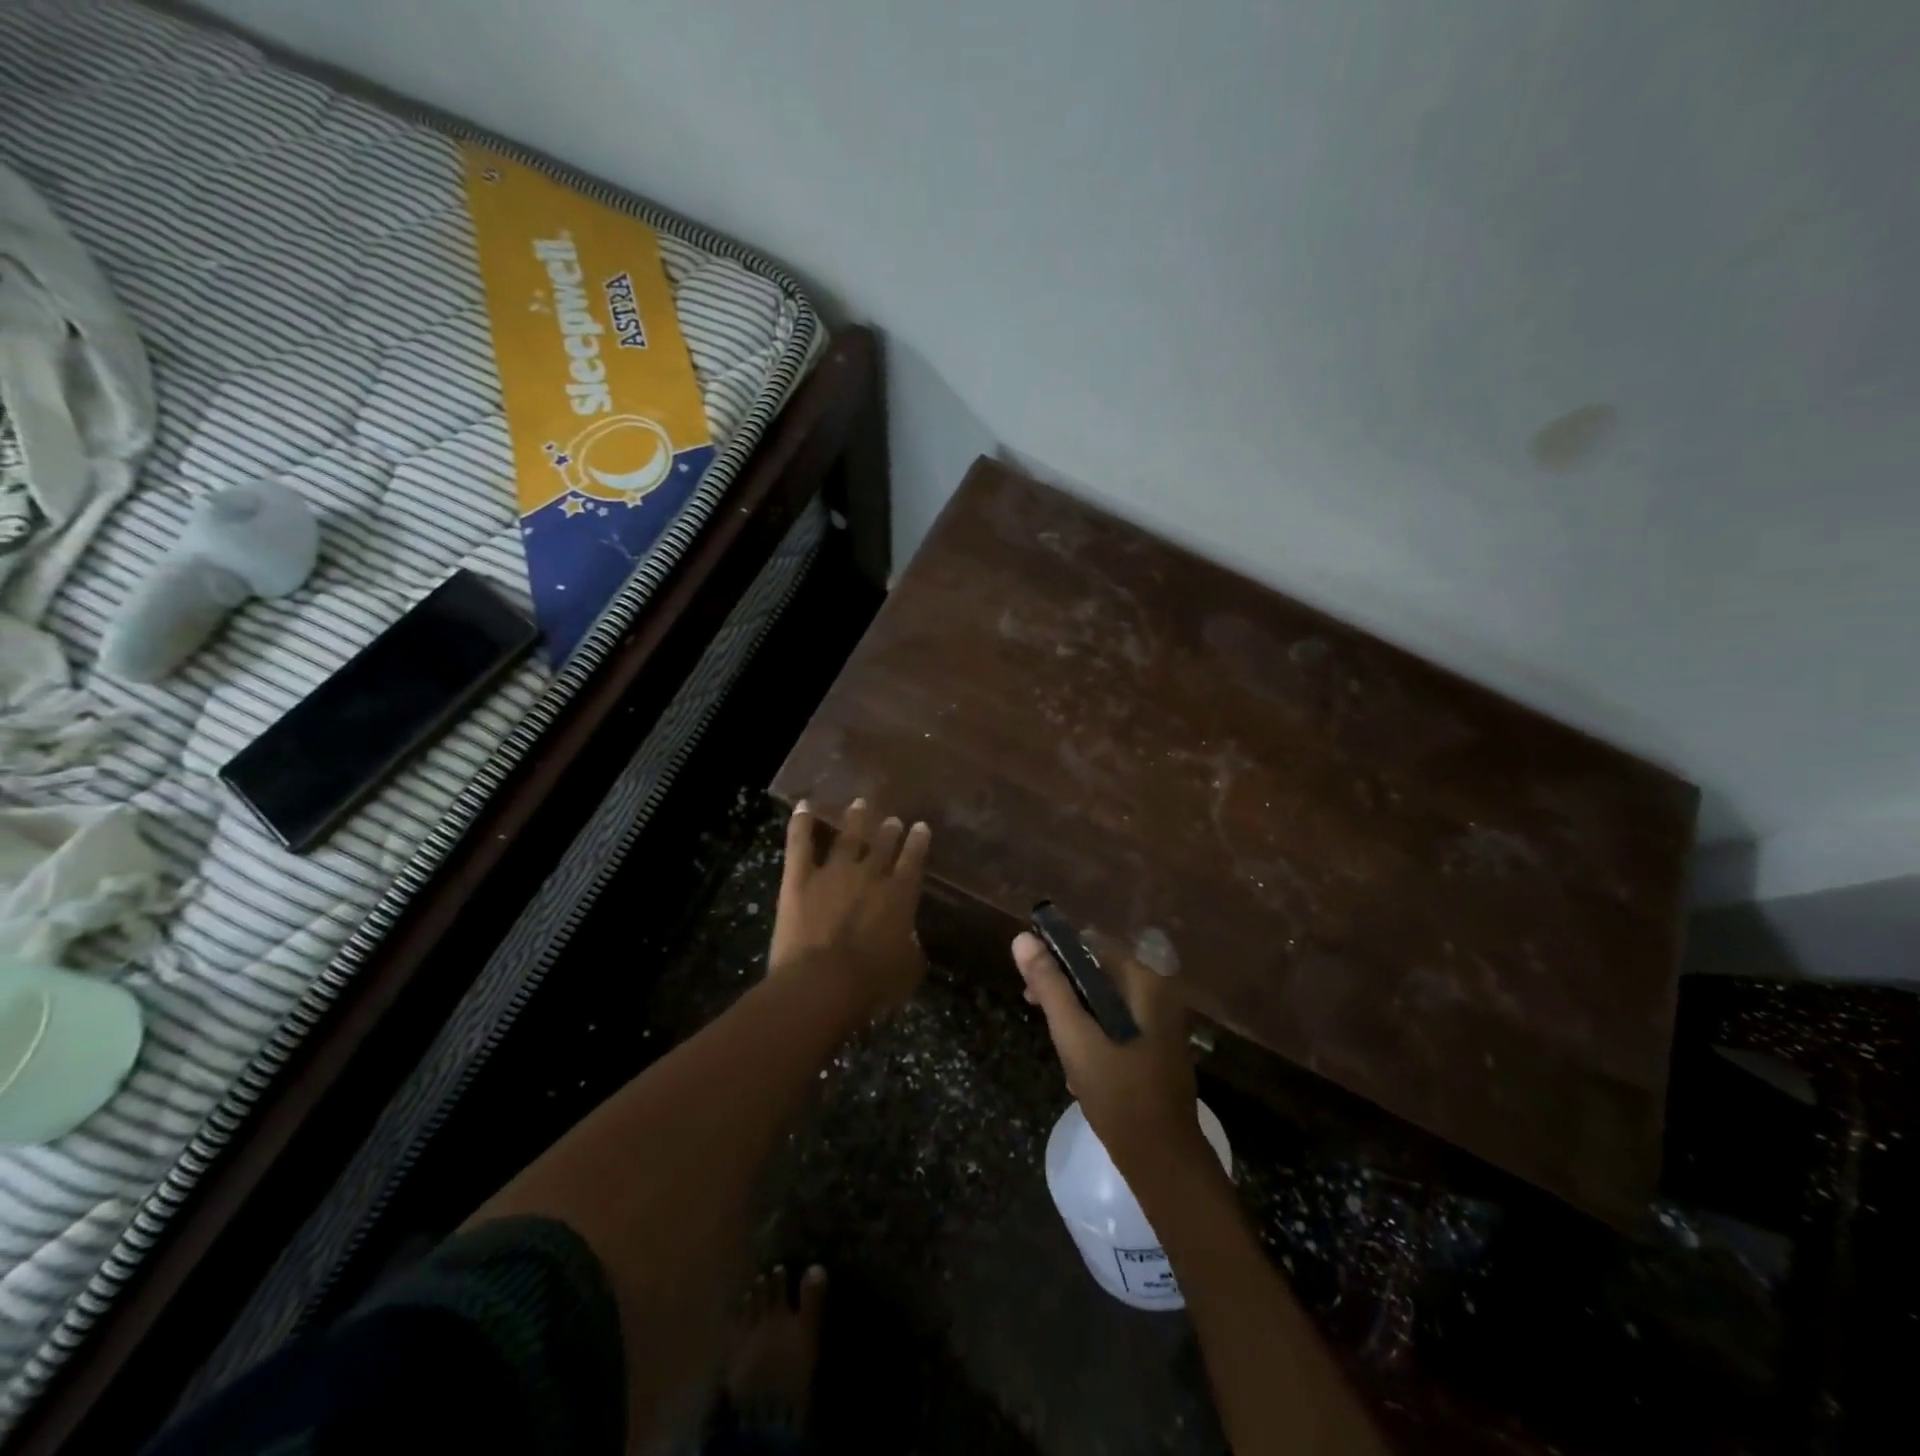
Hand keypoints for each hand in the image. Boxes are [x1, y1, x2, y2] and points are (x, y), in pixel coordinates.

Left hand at [772, 798, 930, 1016]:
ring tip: (860, 804)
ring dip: (855, 819)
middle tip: (891, 819)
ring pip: (847, 837)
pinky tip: (803, 805)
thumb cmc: (872, 983)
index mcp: (900, 895)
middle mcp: (870, 874)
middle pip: (882, 844)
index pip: (914, 860)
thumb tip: (909, 938)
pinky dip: (800, 823)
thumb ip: (911, 947)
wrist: (822, 983)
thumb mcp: (908, 969)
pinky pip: (800, 844)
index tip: (920, 827)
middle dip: (888, 830)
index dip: (918, 842)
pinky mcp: (799, 878)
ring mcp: (833, 872)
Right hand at [1012, 931, 1203, 1174]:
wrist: (1164, 1162)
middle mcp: (1160, 995)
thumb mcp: (1075, 1036)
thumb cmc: (1119, 1093)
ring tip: (1057, 1044)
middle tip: (1034, 1008)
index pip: (1093, 946)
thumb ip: (1050, 986)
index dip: (1057, 956)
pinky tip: (1077, 1069)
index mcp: (1147, 983)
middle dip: (1065, 990)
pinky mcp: (1157, 1050)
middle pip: (1100, 974)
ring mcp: (1162, 1025)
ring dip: (1077, 1017)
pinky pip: (1117, 1027)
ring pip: (1106, 1003)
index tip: (1030, 979)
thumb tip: (1023, 938)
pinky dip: (1095, 1037)